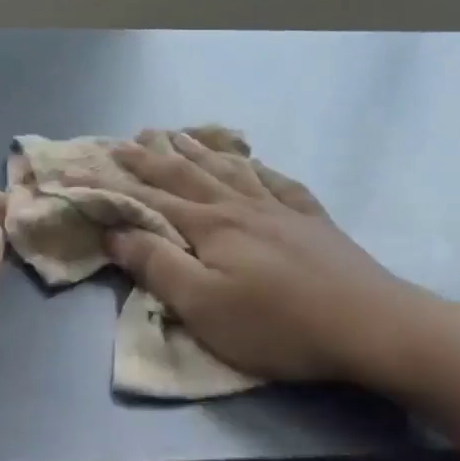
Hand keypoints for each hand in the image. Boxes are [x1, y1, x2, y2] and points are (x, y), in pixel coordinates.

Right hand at [106, 134, 459, 392]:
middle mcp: (241, 206)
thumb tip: (115, 231)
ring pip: (230, 170)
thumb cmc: (278, 325)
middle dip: (154, 157)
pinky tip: (254, 163)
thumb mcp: (204, 307)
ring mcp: (280, 209)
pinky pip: (278, 182)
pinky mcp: (313, 221)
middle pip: (188, 175)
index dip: (116, 184)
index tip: (87, 167)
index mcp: (210, 226)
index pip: (150, 199)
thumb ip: (157, 266)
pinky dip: (258, 167)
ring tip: (181, 135)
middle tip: (130, 138)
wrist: (372, 325)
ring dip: (200, 151)